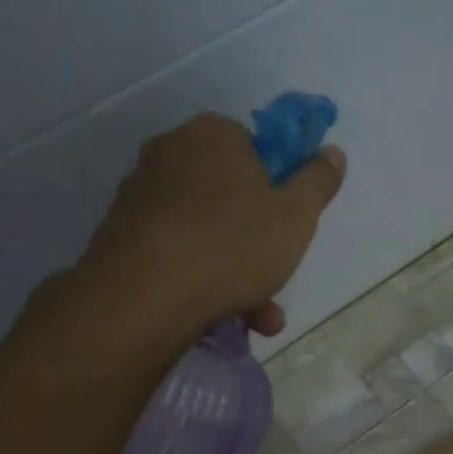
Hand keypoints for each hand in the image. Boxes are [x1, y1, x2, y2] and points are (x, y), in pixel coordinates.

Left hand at [80, 113, 344, 338]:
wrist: (145, 295)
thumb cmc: (233, 245)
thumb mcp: (297, 215)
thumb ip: (318, 181)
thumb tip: (332, 153)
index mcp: (213, 135)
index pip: (255, 151)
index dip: (277, 190)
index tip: (287, 227)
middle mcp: (170, 152)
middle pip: (229, 198)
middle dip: (258, 246)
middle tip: (274, 283)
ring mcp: (139, 195)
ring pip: (204, 234)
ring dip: (235, 276)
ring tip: (256, 318)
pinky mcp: (119, 236)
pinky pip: (175, 254)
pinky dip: (198, 281)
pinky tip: (216, 317)